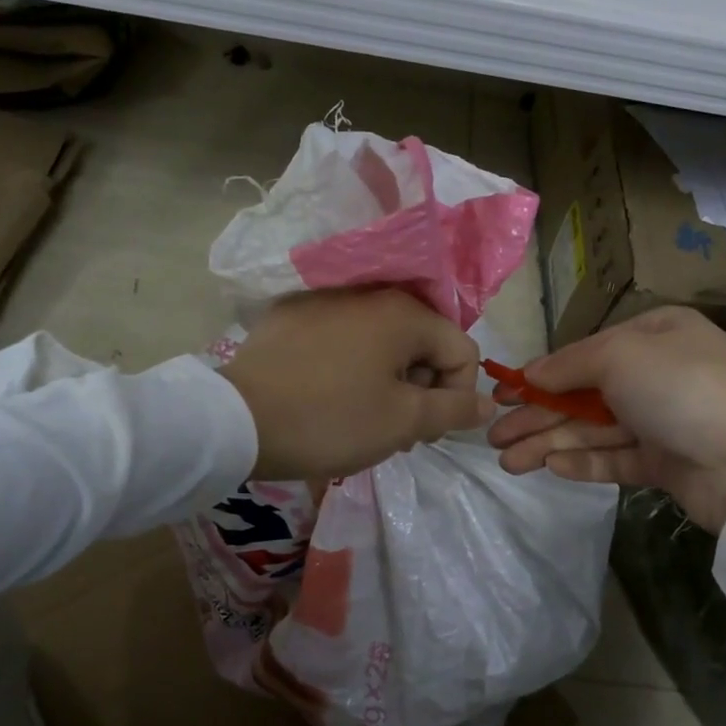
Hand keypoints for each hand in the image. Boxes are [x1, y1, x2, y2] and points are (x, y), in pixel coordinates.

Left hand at [221, 289, 493, 480]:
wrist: (237, 420)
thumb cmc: (331, 420)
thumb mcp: (403, 422)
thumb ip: (454, 410)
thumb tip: (488, 402)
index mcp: (404, 312)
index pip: (461, 351)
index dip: (456, 396)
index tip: (426, 432)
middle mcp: (370, 293)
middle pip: (421, 344)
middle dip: (420, 390)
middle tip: (396, 432)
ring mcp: (325, 300)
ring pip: (381, 343)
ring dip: (386, 382)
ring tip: (362, 419)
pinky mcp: (292, 315)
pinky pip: (343, 339)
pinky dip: (350, 367)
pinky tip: (327, 398)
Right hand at [486, 306, 725, 532]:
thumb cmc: (683, 389)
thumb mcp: (620, 356)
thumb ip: (569, 365)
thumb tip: (531, 373)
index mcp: (654, 335)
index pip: (584, 354)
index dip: (540, 375)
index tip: (502, 394)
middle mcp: (657, 374)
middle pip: (583, 395)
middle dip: (537, 415)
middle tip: (493, 437)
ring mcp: (662, 421)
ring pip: (593, 430)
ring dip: (549, 443)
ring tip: (507, 461)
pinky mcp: (666, 463)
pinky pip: (614, 459)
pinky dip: (582, 461)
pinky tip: (550, 468)